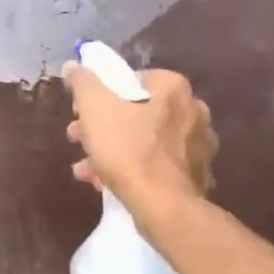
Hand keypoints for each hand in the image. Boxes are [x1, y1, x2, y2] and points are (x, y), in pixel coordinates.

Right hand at [62, 62, 216, 221]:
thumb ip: (83, 82)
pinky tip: (105, 183)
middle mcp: (193, 111)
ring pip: (146, 141)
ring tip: (86, 168)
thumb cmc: (128, 149)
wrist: (165, 207)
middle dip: (103, 126)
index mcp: (174, 88)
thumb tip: (74, 65)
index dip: (102, 93)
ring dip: (113, 150)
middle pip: (137, 111)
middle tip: (79, 139)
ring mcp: (198, 146)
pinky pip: (157, 166)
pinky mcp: (197, 176)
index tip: (81, 112)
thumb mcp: (95, 109)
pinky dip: (133, 169)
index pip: (132, 79)